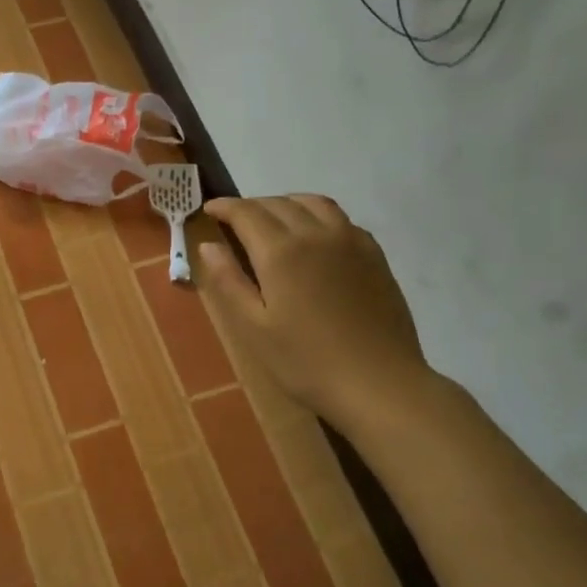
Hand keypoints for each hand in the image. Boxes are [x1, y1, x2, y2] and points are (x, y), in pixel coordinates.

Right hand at [201, 195, 433, 429]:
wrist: (378, 383)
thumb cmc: (305, 361)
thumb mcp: (253, 327)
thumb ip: (228, 281)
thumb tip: (208, 245)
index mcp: (281, 251)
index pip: (246, 213)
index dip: (224, 207)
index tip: (209, 209)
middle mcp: (316, 233)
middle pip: (278, 203)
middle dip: (251, 206)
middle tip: (234, 221)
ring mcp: (350, 241)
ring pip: (313, 203)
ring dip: (286, 204)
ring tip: (272, 220)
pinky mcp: (374, 254)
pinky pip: (340, 219)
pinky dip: (317, 215)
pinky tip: (314, 237)